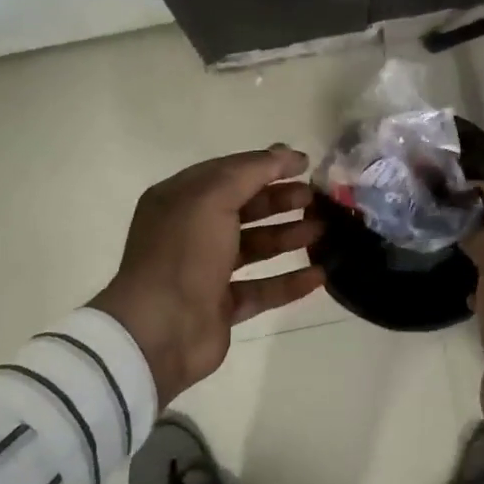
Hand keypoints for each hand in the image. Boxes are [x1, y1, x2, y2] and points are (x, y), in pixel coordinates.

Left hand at [90, 146, 324, 404]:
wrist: (160, 331)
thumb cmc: (183, 253)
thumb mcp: (213, 197)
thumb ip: (252, 171)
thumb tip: (286, 152)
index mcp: (180, 200)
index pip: (229, 172)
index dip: (267, 165)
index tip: (305, 164)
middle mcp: (191, 232)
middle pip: (244, 208)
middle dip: (280, 201)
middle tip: (315, 199)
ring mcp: (206, 272)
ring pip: (255, 247)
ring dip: (288, 237)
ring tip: (323, 231)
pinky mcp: (221, 307)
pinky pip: (262, 289)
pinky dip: (289, 281)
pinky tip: (319, 275)